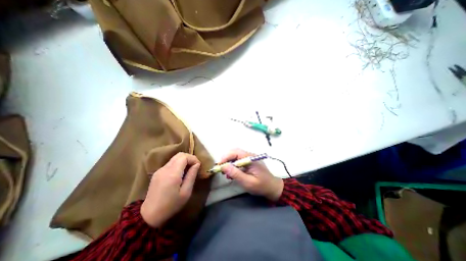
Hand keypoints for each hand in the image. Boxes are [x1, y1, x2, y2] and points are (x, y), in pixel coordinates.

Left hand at [141, 152, 201, 226]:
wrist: (149, 216)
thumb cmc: (171, 205)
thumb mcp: (186, 192)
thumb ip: (192, 175)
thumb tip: (197, 164)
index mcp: (172, 174)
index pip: (184, 157)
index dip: (193, 158)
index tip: (198, 166)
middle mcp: (165, 169)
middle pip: (179, 155)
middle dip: (189, 158)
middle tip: (195, 166)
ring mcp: (160, 170)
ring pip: (174, 158)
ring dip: (184, 161)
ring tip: (188, 170)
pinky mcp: (157, 173)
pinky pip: (170, 163)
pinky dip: (178, 164)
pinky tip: (180, 173)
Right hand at [219, 149, 283, 201]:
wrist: (272, 187)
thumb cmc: (261, 186)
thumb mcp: (248, 182)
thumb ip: (236, 174)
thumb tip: (223, 166)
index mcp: (251, 158)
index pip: (236, 152)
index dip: (226, 157)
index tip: (219, 166)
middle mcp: (250, 155)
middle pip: (235, 152)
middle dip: (226, 159)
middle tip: (220, 169)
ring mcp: (249, 158)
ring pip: (235, 156)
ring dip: (229, 162)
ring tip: (225, 173)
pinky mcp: (249, 161)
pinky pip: (238, 160)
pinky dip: (233, 165)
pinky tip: (231, 173)